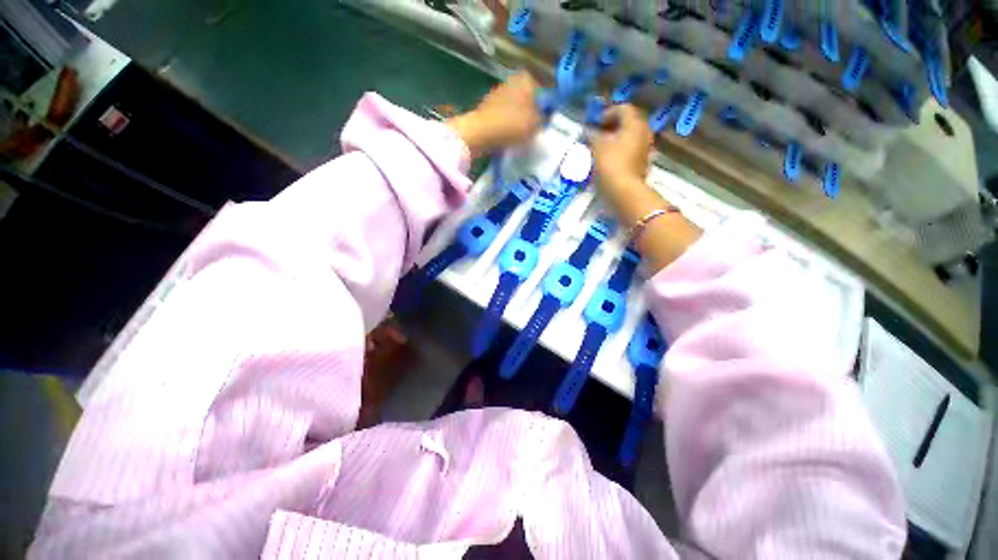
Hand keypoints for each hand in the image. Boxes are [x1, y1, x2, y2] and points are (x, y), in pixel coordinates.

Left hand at [447, 72, 541, 158]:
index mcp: (528, 79)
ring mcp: (499, 91)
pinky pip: (506, 114)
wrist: (481, 132)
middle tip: (534, 131)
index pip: (545, 93)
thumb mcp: (537, 123)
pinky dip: (509, 122)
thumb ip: (545, 117)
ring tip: (521, 135)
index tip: (545, 124)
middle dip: (533, 113)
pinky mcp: (489, 105)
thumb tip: (545, 116)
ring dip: (521, 119)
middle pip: (530, 99)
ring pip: (518, 107)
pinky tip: (509, 134)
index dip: (547, 110)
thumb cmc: (512, 124)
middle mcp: (513, 80)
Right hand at [589, 104, 653, 192]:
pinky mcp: (641, 162)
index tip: (595, 124)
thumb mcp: (597, 146)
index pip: (623, 108)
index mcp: (635, 123)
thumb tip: (588, 131)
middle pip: (628, 122)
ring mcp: (644, 148)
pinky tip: (608, 158)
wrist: (623, 190)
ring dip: (615, 139)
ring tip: (600, 148)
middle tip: (597, 134)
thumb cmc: (610, 163)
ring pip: (629, 137)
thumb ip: (592, 135)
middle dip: (612, 126)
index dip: (607, 113)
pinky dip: (619, 150)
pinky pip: (629, 150)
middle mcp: (644, 132)